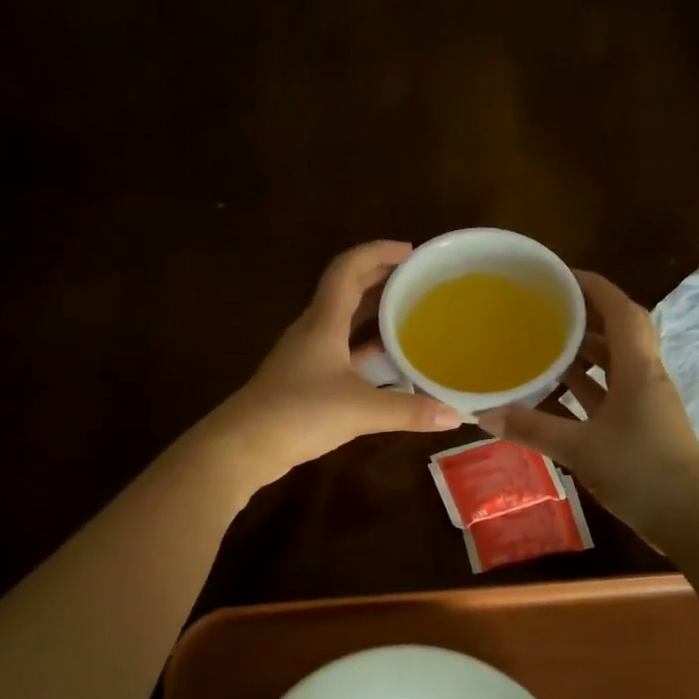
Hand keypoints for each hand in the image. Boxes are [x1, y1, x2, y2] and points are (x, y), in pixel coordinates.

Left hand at [208, 241, 465, 492]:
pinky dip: (365, 352)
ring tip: (410, 318)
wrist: (243, 446)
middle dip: (381, 280)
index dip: (378, 252)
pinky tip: (388, 368)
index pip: (348, 269)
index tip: (410, 252)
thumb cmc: (299, 413)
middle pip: (347, 292)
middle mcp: (313, 331)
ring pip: (344, 325)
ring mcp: (306, 358)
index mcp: (323, 322)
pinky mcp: (304, 382)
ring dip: (373, 317)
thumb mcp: (360, 410)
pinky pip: (341, 354)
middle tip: (417, 282)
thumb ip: (408, 411)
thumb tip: (455, 415)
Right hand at [479, 270, 698, 541]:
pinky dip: (585, 386)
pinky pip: (609, 393)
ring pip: (615, 364)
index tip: (560, 275)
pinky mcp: (641, 426)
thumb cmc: (641, 472)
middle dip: (586, 314)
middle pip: (619, 332)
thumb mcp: (580, 449)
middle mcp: (646, 377)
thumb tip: (483, 414)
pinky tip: (556, 391)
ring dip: (585, 351)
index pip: (621, 310)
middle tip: (546, 307)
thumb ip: (532, 428)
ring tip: (545, 342)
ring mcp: (646, 403)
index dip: (594, 287)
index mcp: (639, 370)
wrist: (690, 519)